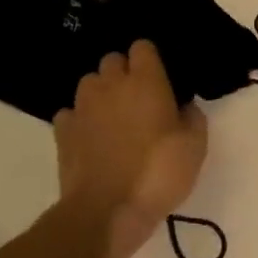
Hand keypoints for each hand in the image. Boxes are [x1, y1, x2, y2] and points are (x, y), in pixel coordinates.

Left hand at [51, 40, 207, 257]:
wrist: (106, 211)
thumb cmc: (158, 173)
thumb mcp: (195, 147)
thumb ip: (192, 117)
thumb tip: (183, 106)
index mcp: (146, 82)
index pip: (143, 47)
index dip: (151, 58)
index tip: (161, 76)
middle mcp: (110, 85)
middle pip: (112, 60)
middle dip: (124, 72)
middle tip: (140, 97)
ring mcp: (82, 107)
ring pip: (89, 82)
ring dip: (101, 92)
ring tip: (114, 115)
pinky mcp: (62, 132)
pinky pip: (70, 112)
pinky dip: (80, 118)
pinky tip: (91, 136)